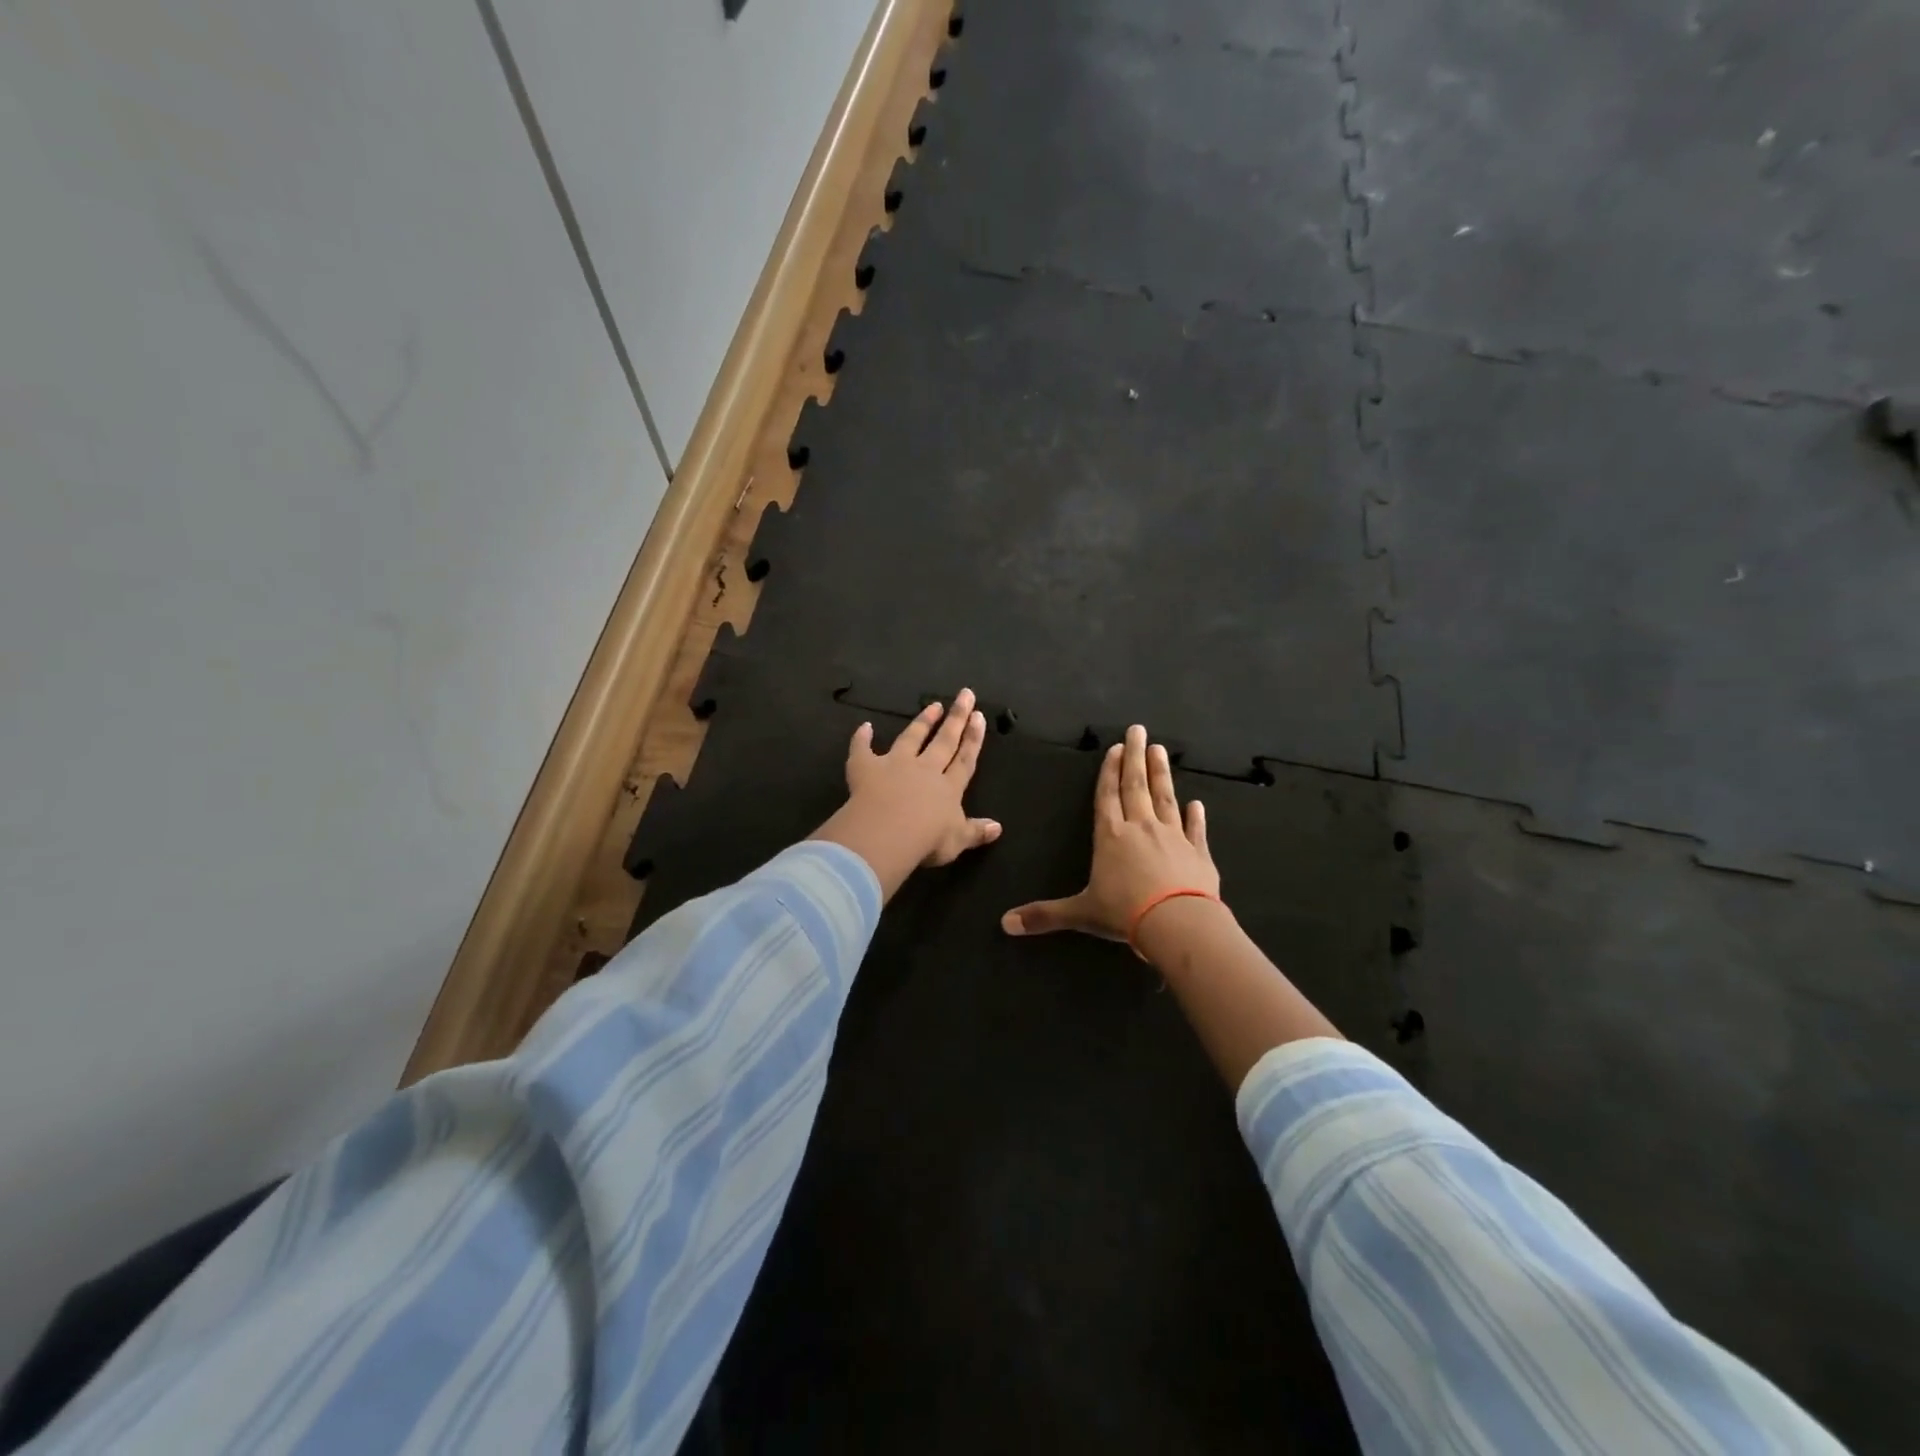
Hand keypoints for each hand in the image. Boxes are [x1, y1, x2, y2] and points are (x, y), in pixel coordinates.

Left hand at [811, 688, 1002, 899]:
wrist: (887, 833)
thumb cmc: (927, 841)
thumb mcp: (957, 841)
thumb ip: (976, 832)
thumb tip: (998, 828)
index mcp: (948, 788)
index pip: (964, 759)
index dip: (973, 738)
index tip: (979, 716)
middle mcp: (925, 769)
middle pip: (944, 740)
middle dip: (956, 718)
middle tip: (965, 694)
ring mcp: (895, 764)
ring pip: (911, 738)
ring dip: (922, 722)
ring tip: (932, 705)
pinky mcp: (867, 768)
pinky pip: (863, 750)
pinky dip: (862, 739)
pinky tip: (864, 727)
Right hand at [1002, 723, 1218, 942]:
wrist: (1178, 923)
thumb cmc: (1125, 913)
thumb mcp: (1081, 913)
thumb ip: (1045, 915)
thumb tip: (1005, 924)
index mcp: (1111, 837)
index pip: (1107, 797)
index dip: (1109, 772)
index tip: (1116, 748)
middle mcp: (1141, 829)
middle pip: (1136, 787)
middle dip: (1135, 758)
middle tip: (1139, 730)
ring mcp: (1173, 838)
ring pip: (1165, 799)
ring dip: (1162, 775)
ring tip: (1161, 750)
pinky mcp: (1198, 854)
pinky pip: (1196, 830)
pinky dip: (1196, 817)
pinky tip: (1197, 803)